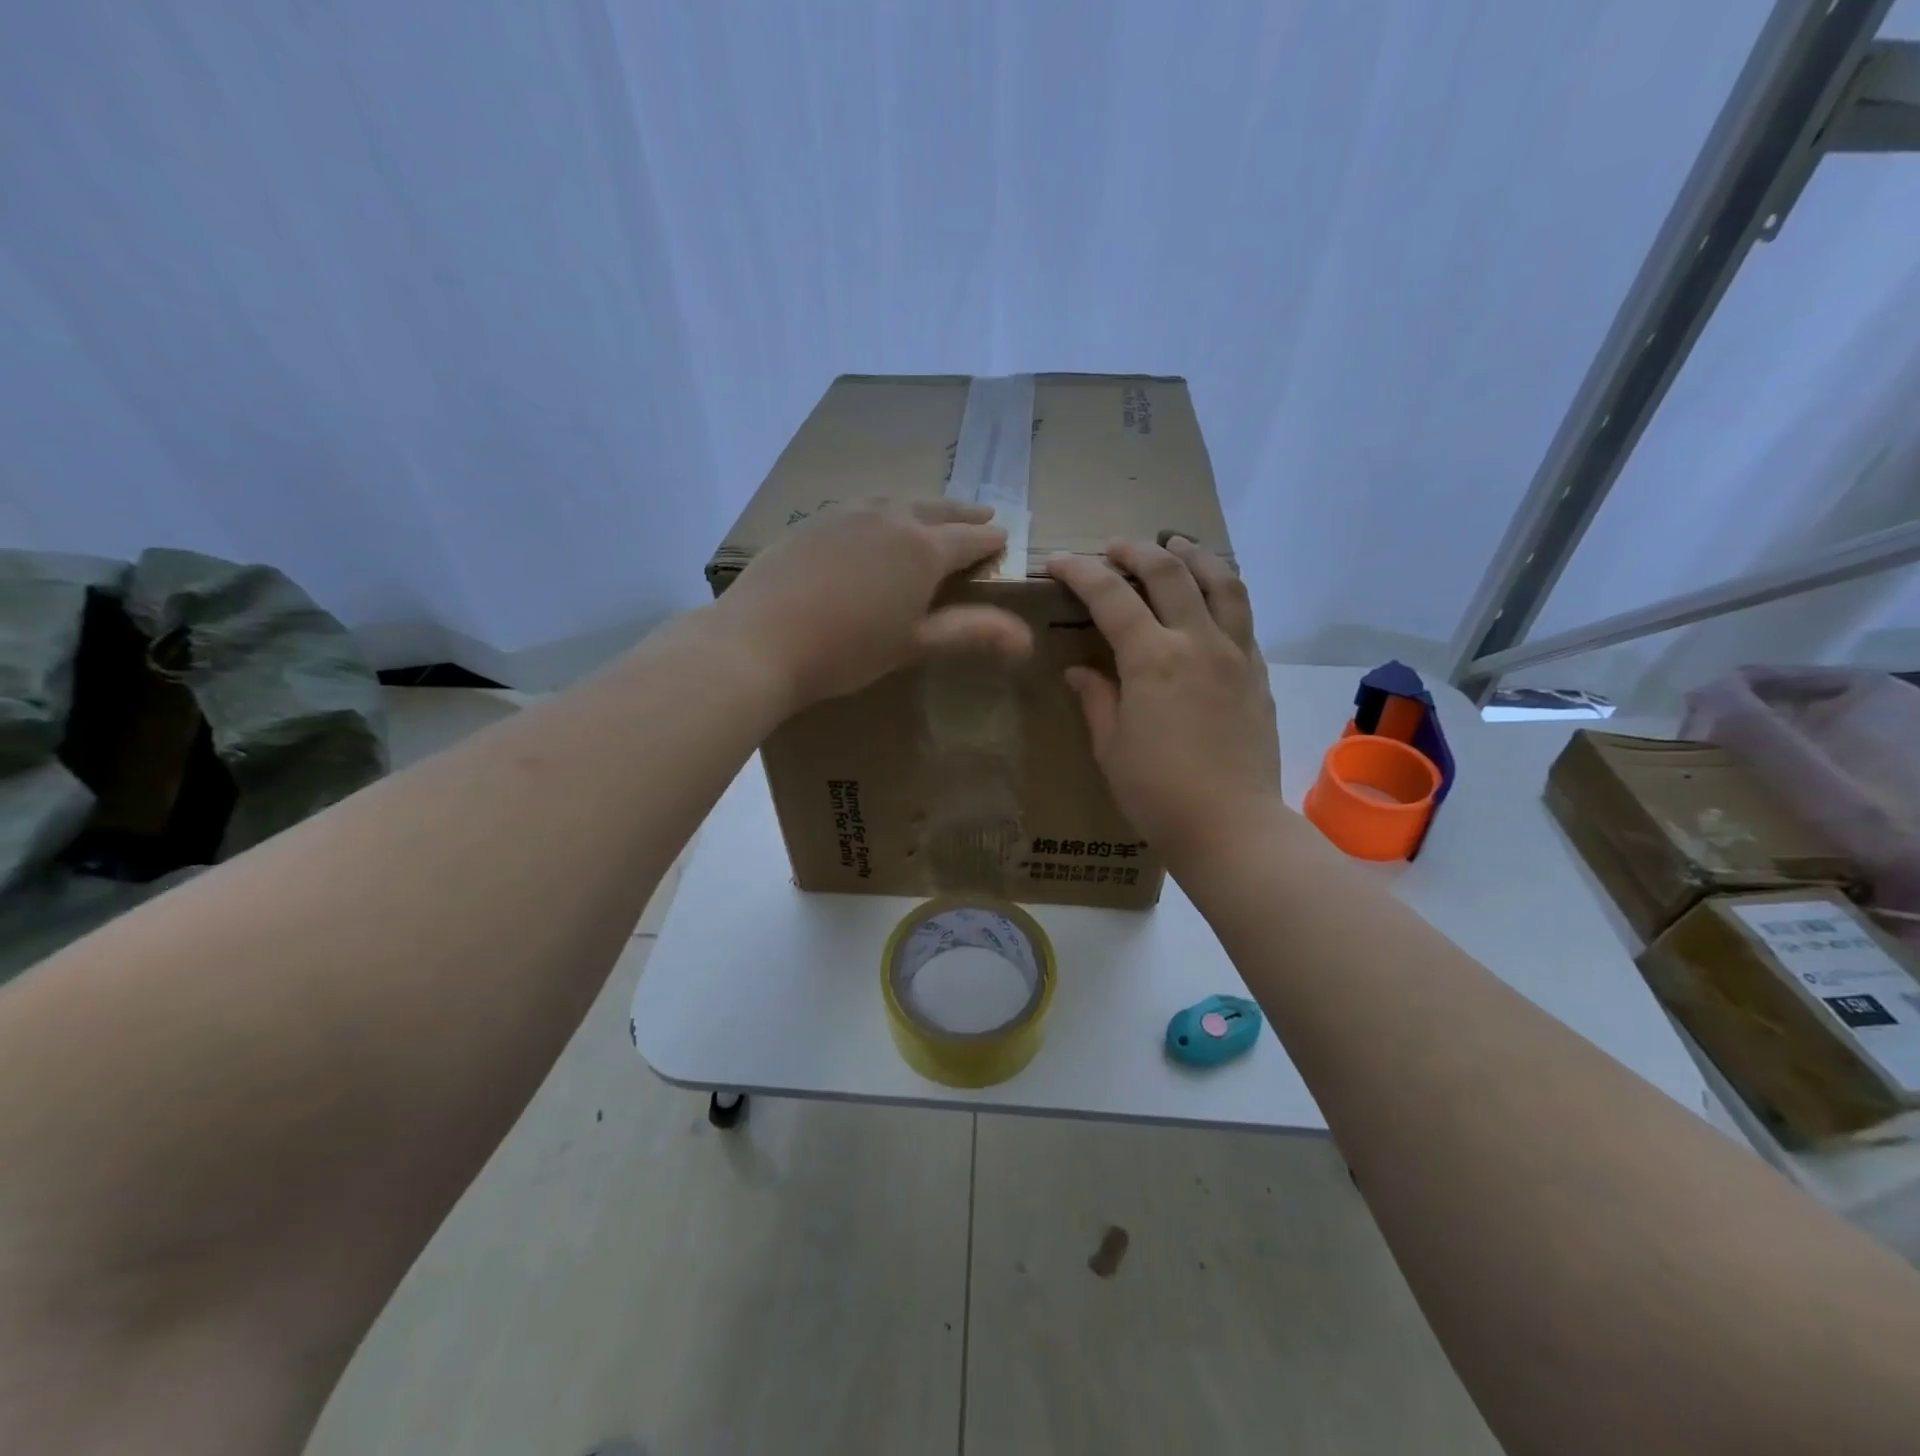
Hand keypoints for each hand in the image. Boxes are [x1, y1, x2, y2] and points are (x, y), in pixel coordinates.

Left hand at [716, 498, 1031, 708]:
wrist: (760, 639)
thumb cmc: (847, 649)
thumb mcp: (914, 644)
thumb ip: (971, 633)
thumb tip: (1027, 639)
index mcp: (923, 549)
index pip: (969, 539)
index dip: (990, 541)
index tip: (1004, 538)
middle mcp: (890, 518)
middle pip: (936, 509)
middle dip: (962, 515)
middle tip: (981, 515)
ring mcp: (848, 513)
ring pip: (897, 502)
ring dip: (922, 507)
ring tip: (931, 514)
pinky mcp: (813, 521)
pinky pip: (861, 508)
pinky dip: (882, 512)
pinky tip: (872, 525)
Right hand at [1048, 538, 1283, 872]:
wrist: (1232, 827)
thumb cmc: (1157, 793)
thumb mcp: (1111, 747)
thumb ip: (1096, 698)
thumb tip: (1080, 670)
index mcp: (1153, 659)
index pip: (1111, 596)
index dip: (1081, 572)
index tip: (1059, 563)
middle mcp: (1198, 642)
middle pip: (1170, 571)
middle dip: (1136, 550)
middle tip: (1113, 549)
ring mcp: (1236, 654)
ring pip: (1222, 581)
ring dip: (1194, 555)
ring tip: (1177, 544)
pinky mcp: (1258, 673)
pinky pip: (1243, 616)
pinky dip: (1223, 592)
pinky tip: (1211, 597)